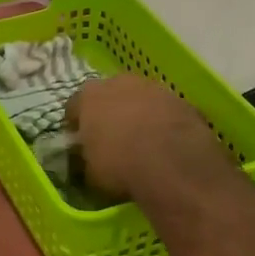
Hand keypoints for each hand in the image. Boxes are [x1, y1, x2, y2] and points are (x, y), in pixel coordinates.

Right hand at [67, 74, 227, 200]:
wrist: (173, 165)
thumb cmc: (120, 166)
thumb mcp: (90, 172)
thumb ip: (85, 157)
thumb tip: (86, 158)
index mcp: (89, 96)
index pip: (74, 107)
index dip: (76, 125)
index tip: (80, 142)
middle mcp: (119, 82)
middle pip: (108, 95)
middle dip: (109, 112)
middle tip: (112, 138)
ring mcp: (153, 88)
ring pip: (139, 99)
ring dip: (138, 114)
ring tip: (142, 141)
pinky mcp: (181, 100)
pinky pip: (164, 110)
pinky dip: (162, 122)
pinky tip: (165, 144)